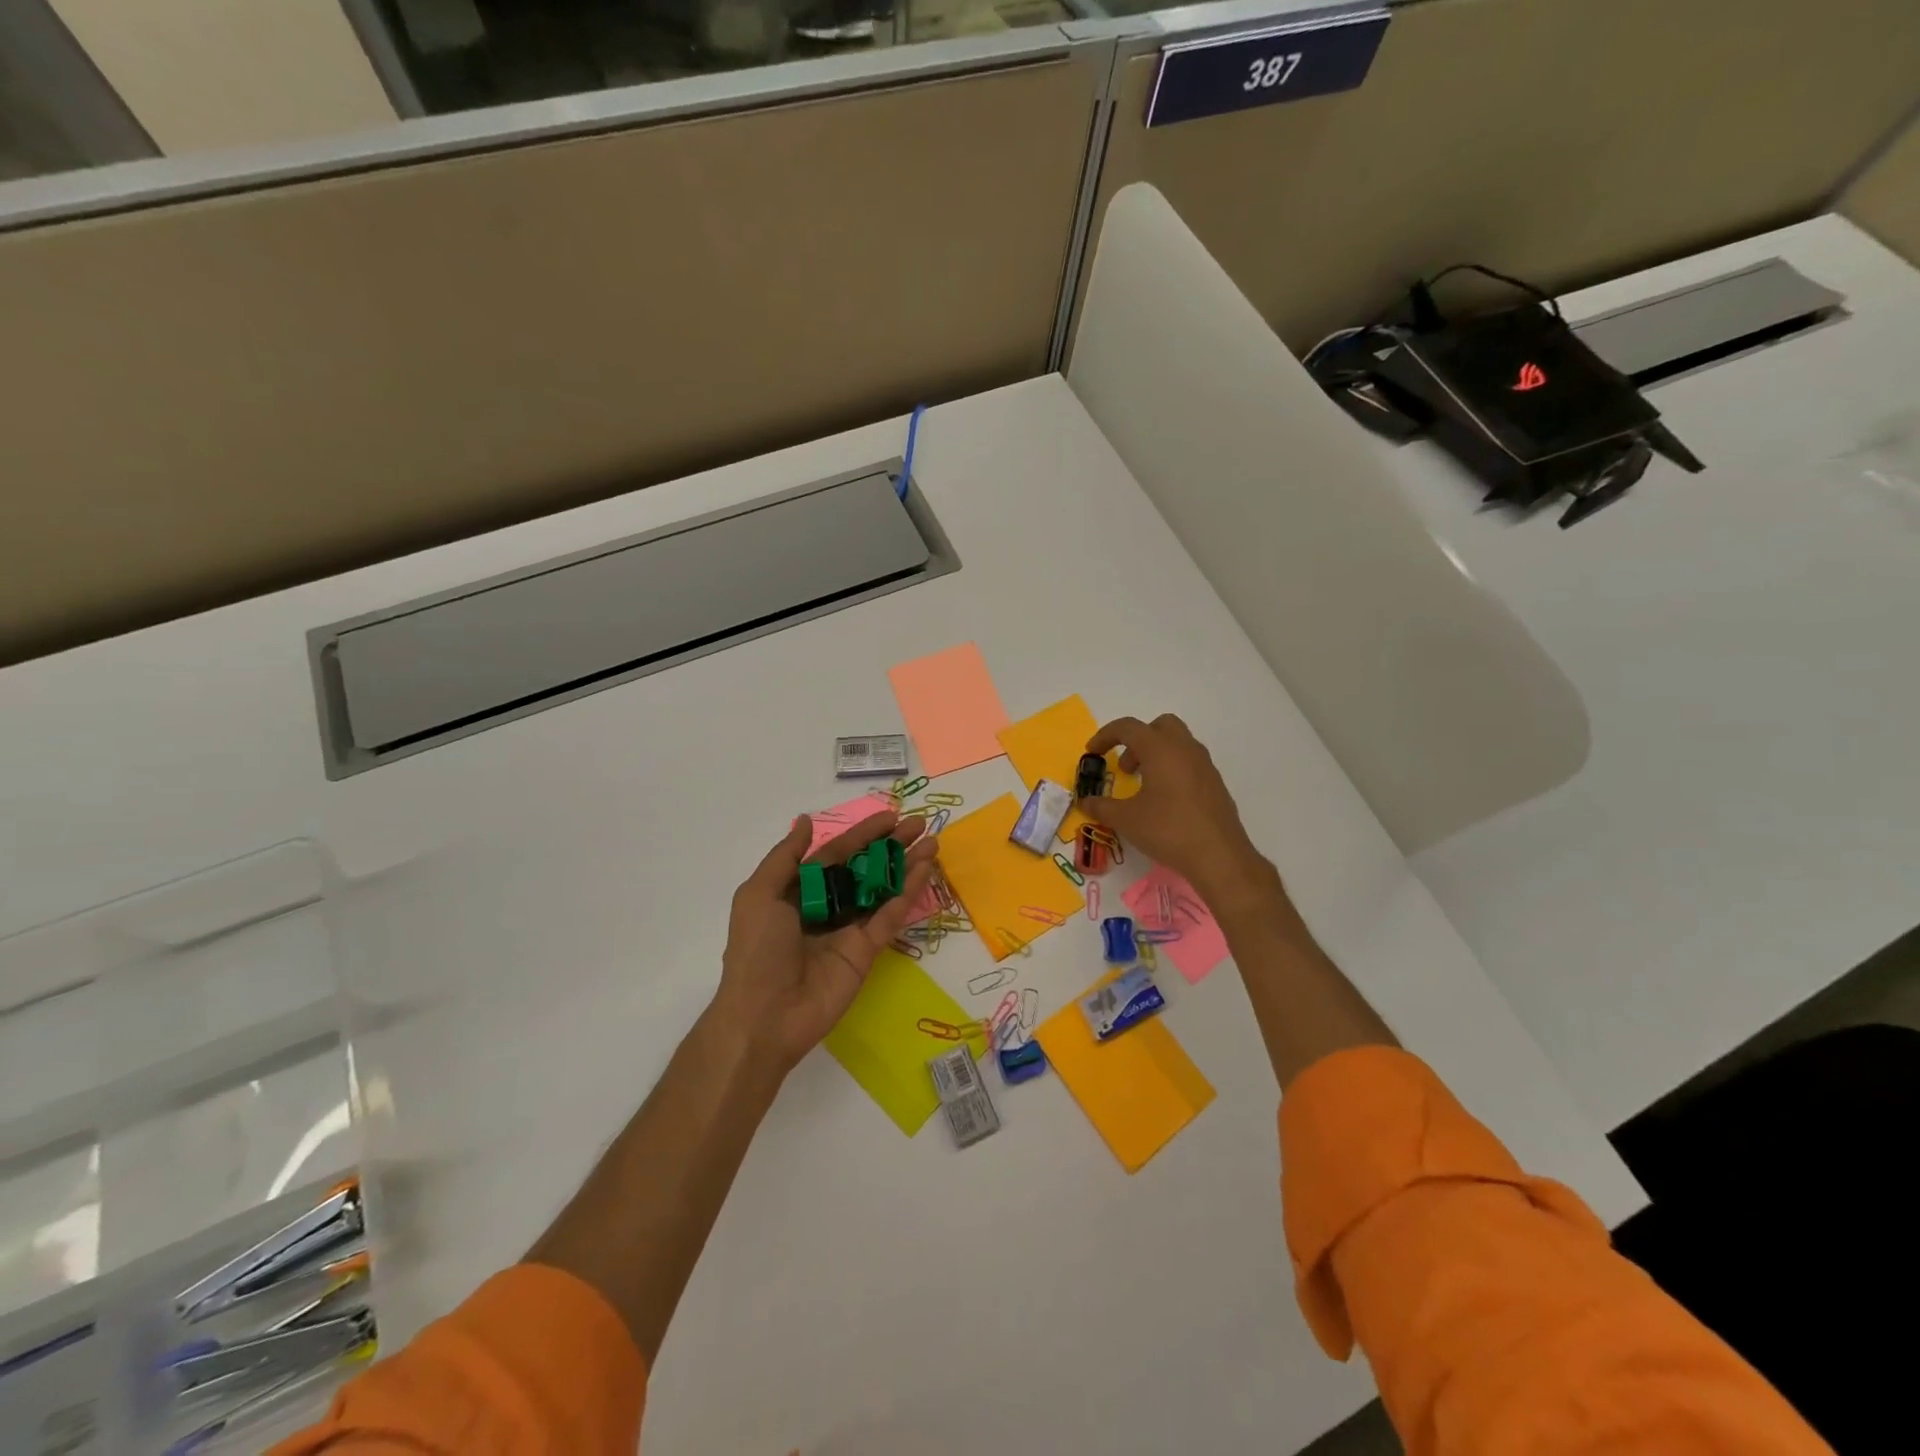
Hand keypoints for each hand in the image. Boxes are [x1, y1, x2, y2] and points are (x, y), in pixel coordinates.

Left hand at [712, 809, 938, 1075]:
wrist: (765, 1016)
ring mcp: (849, 929)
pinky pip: (890, 916)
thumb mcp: (758, 895)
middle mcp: (827, 906)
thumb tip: (805, 821)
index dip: (862, 834)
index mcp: (799, 891)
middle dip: (891, 845)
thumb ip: (786, 857)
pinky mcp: (867, 951)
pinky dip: (908, 893)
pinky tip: (925, 870)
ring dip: (907, 865)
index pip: (836, 854)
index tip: (891, 816)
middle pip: (865, 868)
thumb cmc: (756, 950)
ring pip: (883, 889)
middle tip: (920, 824)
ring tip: (933, 843)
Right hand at [1081, 714, 1275, 906]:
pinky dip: (1172, 769)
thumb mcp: (1126, 819)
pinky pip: (1190, 762)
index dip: (1105, 735)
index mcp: (1160, 749)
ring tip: (1143, 786)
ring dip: (1155, 754)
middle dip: (1137, 740)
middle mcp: (1185, 749)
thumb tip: (1084, 803)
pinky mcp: (1215, 783)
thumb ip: (1101, 807)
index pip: (1128, 727)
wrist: (1219, 856)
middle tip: (1125, 767)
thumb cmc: (1167, 830)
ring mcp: (1204, 765)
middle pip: (1159, 726)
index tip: (1092, 753)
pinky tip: (1165, 801)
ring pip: (1177, 743)